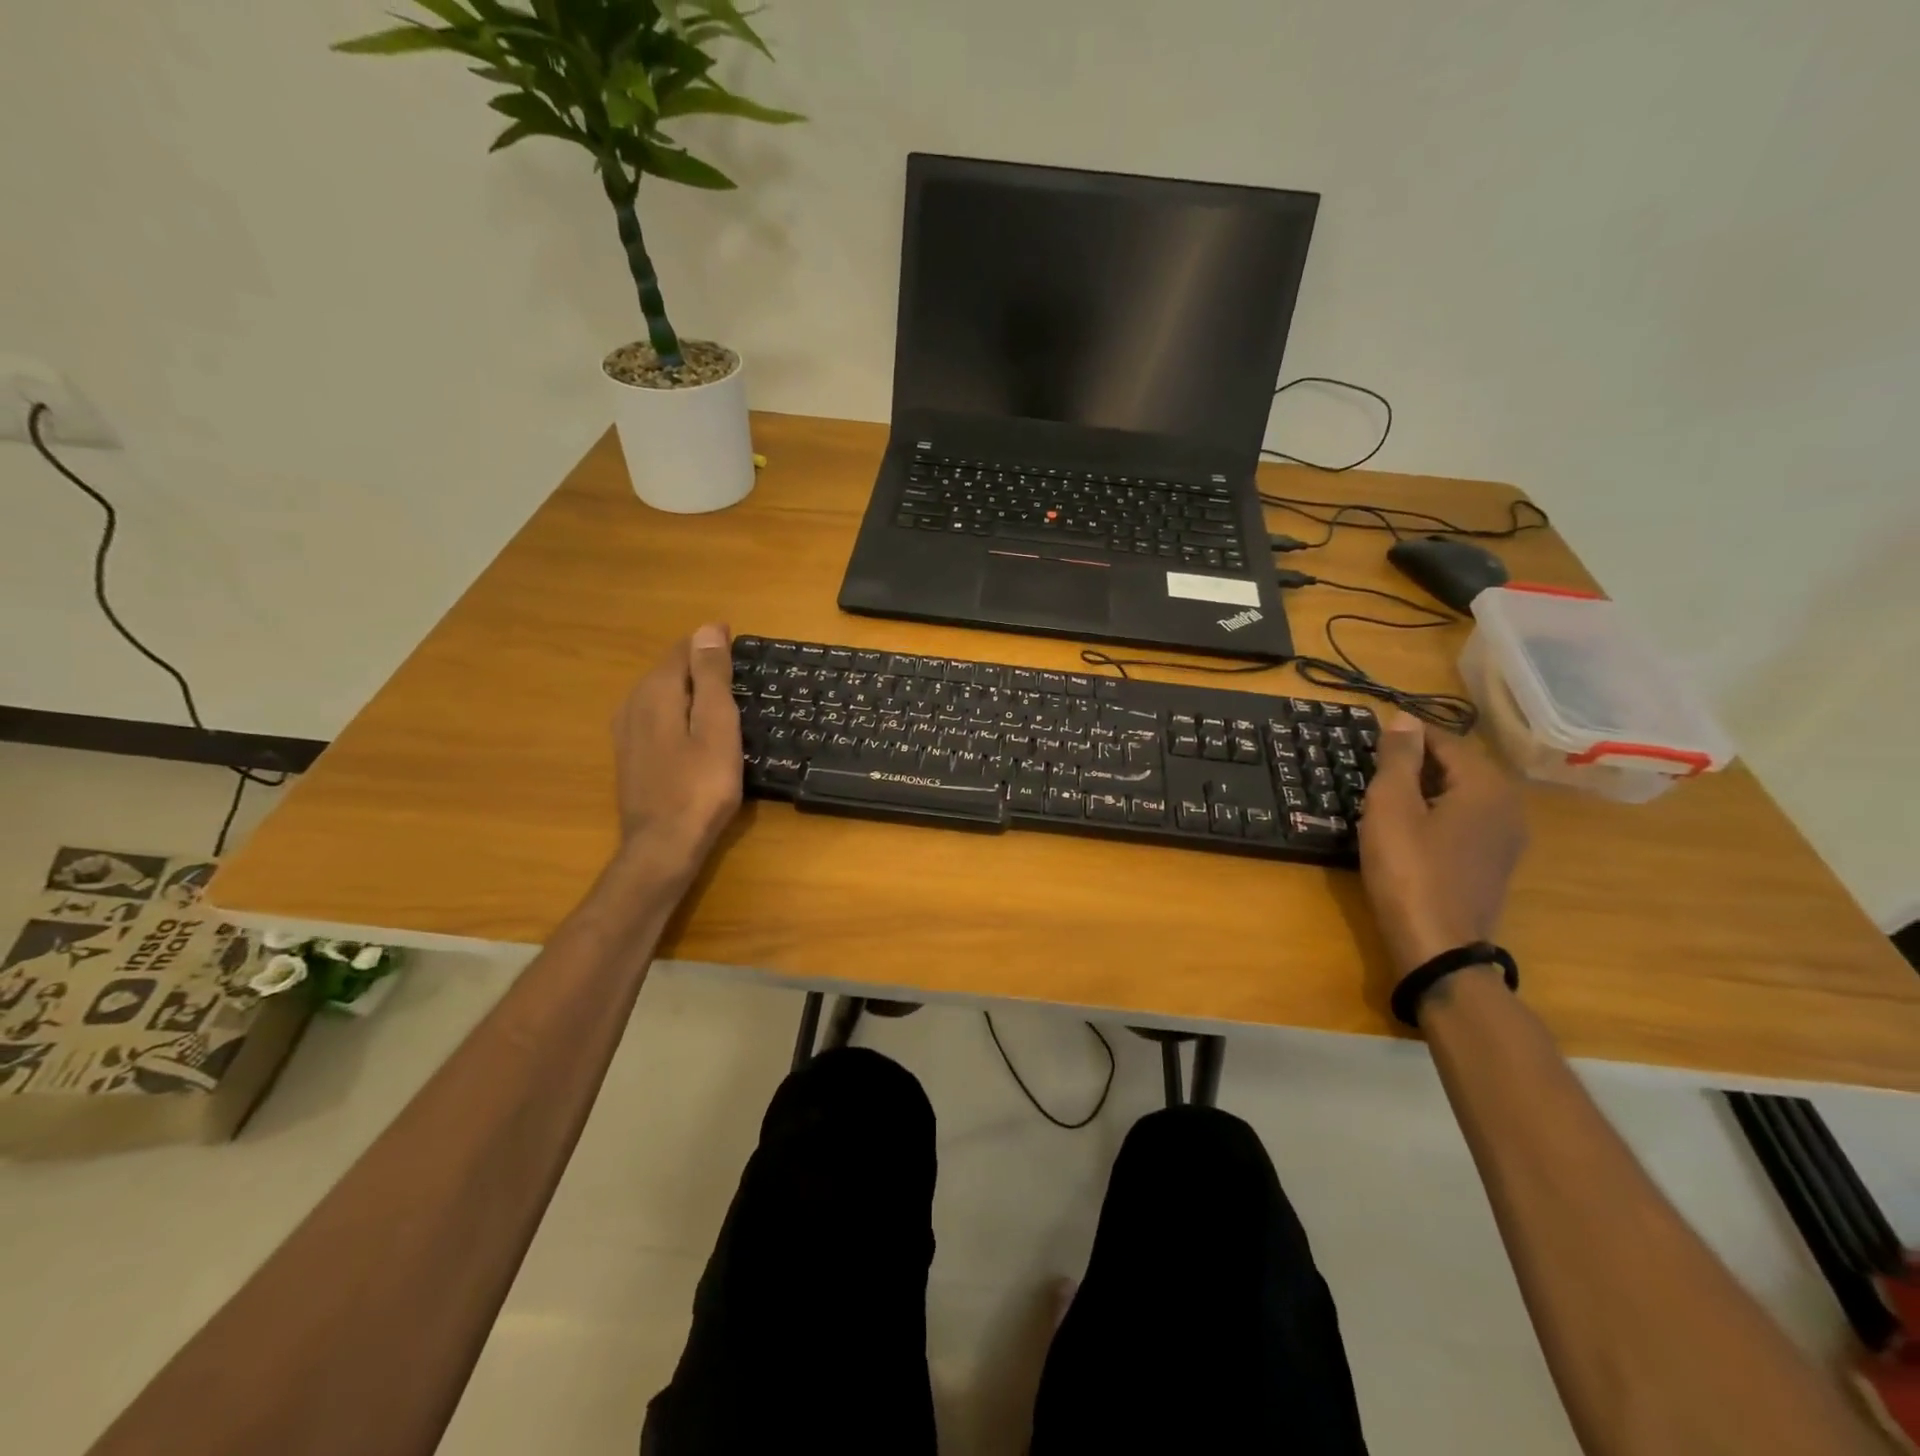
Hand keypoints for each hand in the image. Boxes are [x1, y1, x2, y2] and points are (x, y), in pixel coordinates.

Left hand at [612, 624, 742, 874]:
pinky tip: (697, 732)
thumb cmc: (701, 786)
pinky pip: (657, 717)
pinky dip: (680, 714)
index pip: (685, 649)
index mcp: (656, 691)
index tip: (744, 651)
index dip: (714, 645)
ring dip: (692, 692)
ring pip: (663, 694)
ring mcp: (626, 731)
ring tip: (725, 702)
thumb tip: (708, 628)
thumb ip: (712, 676)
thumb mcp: (717, 726)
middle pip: (671, 670)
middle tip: (741, 678)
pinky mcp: (630, 755)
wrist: (663, 845)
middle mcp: (633, 703)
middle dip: (703, 667)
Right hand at [1359, 712, 1527, 977]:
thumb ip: (1398, 758)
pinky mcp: (1494, 863)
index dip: (1405, 738)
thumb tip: (1404, 718)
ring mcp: (1506, 838)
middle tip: (1371, 772)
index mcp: (1486, 785)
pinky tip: (1407, 830)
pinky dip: (1436, 815)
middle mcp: (1508, 806)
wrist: (1436, 944)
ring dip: (1423, 790)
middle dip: (1415, 764)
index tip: (1369, 743)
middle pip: (1456, 767)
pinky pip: (1464, 821)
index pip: (1444, 741)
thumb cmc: (1408, 868)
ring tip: (1383, 799)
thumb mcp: (1391, 806)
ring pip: (1460, 795)